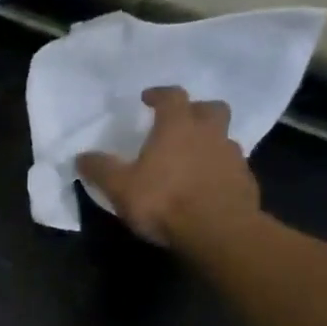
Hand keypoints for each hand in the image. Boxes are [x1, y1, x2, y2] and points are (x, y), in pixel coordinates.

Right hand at [75, 86, 260, 247]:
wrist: (218, 231)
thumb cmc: (164, 201)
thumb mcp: (119, 187)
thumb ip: (100, 169)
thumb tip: (80, 157)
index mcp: (177, 127)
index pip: (172, 97)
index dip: (159, 95)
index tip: (148, 98)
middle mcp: (209, 133)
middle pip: (210, 108)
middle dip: (195, 110)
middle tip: (181, 122)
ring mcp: (232, 156)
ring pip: (223, 137)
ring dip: (209, 141)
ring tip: (191, 158)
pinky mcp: (245, 181)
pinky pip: (231, 166)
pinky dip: (218, 169)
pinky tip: (205, 185)